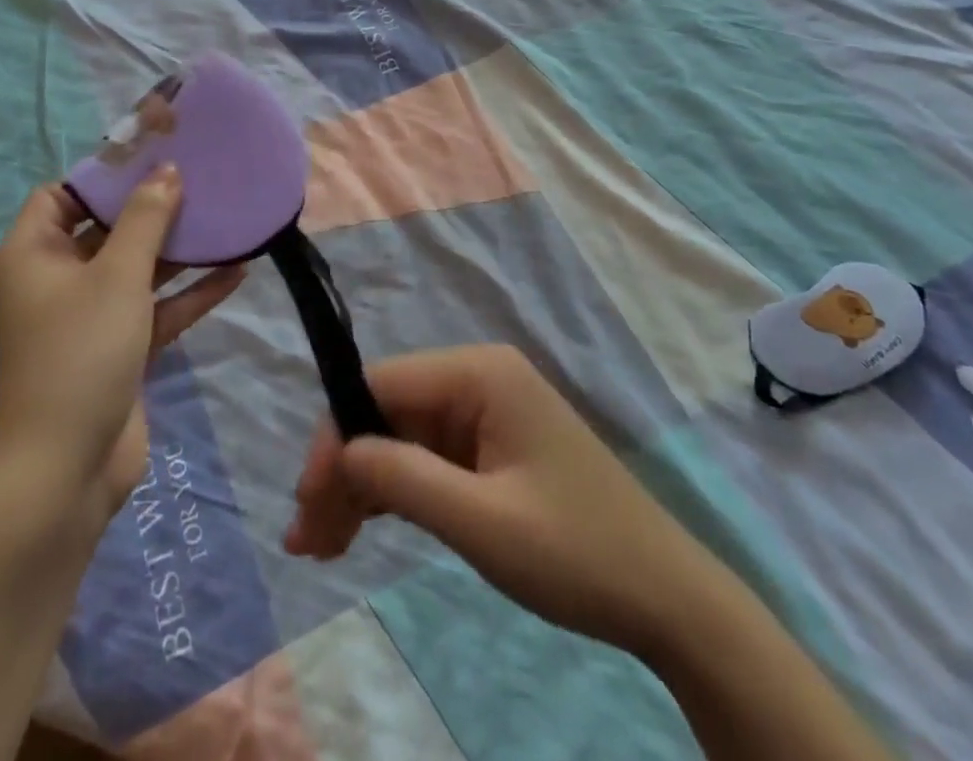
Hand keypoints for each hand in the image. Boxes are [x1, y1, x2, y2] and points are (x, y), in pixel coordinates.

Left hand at [0, 167, 245, 527]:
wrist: (65, 472)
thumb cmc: (80, 354)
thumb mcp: (117, 276)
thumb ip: (146, 219)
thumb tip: (167, 171)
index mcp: (36, 255)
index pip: (61, 195)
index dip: (103, 174)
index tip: (153, 156)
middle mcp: (58, 280)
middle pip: (107, 228)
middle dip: (153, 207)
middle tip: (201, 178)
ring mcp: (90, 317)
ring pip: (138, 269)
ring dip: (180, 250)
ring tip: (227, 218)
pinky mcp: (120, 349)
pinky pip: (156, 309)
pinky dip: (189, 293)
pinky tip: (237, 271)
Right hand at [283, 345, 699, 658]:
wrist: (665, 597)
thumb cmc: (575, 552)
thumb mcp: (482, 522)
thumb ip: (404, 480)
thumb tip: (339, 452)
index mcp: (479, 373)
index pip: (382, 384)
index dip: (336, 436)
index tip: (307, 501)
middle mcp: (478, 379)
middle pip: (387, 412)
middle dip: (344, 470)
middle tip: (307, 539)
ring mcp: (485, 413)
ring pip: (401, 438)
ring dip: (361, 487)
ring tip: (321, 546)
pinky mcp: (490, 448)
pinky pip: (426, 459)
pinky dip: (393, 494)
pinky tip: (361, 530)